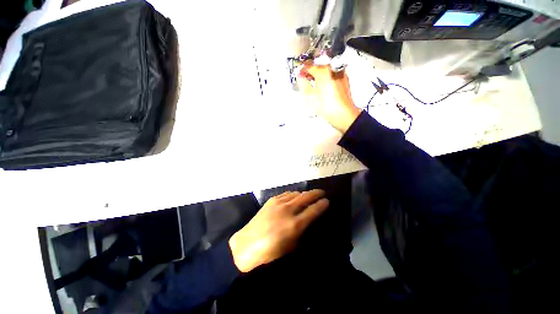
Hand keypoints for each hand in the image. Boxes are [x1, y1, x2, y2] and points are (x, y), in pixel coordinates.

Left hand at [228, 190, 328, 272]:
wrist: (247, 246)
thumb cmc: (271, 252)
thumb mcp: (292, 247)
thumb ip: (302, 233)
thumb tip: (307, 224)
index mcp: (296, 224)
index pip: (314, 210)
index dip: (323, 205)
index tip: (327, 202)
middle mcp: (288, 211)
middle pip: (306, 197)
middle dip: (316, 194)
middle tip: (323, 193)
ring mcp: (277, 205)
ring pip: (295, 194)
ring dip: (304, 193)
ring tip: (309, 195)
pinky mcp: (269, 203)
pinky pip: (285, 195)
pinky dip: (292, 194)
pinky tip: (294, 197)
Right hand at [297, 63, 361, 133]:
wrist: (344, 114)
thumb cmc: (330, 106)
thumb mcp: (309, 95)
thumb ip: (302, 83)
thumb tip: (300, 78)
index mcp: (323, 70)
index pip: (308, 65)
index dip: (301, 69)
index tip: (299, 73)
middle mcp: (332, 69)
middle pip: (318, 66)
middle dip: (311, 72)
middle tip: (304, 78)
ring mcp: (340, 74)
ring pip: (326, 70)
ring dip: (319, 75)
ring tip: (314, 83)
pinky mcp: (344, 80)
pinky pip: (332, 75)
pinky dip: (327, 78)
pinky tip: (323, 86)